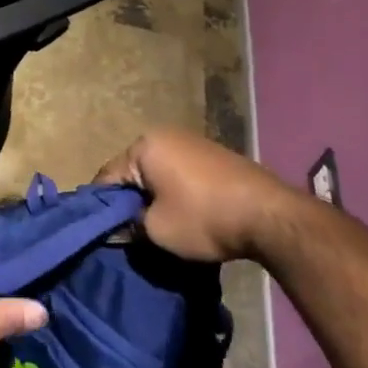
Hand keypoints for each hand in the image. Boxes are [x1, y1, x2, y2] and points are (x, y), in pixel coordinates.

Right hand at [96, 127, 299, 262]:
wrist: (267, 214)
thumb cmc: (202, 217)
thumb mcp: (156, 230)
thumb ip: (129, 226)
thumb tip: (119, 228)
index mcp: (144, 146)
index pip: (107, 176)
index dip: (100, 207)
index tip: (99, 232)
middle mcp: (164, 135)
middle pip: (132, 171)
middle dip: (128, 200)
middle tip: (125, 231)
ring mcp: (191, 141)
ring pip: (156, 172)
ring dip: (152, 196)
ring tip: (152, 226)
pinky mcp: (212, 155)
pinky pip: (178, 173)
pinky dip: (172, 192)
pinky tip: (179, 214)